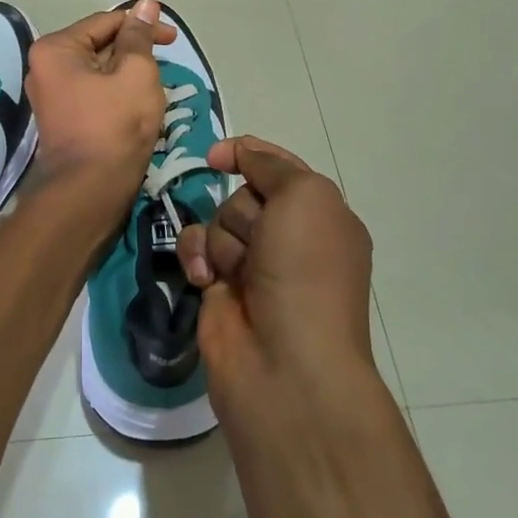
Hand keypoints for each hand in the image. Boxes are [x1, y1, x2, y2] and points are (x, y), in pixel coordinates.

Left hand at [24, 0, 174, 201]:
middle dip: (135, 52)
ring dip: (128, 74)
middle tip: (167, 65)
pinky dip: (117, 93)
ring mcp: (50, 95)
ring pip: (99, 71)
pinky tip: (138, 104)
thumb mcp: (136, 72)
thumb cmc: (115, 125)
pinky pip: (93, 93)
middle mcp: (44, 67)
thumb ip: (140, 36)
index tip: (174, 39)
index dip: (143, 25)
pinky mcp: (62, 119)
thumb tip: (145, 5)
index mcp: (55, 49)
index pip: (106, 22)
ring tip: (156, 87)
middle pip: (99, 45)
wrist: (90, 190)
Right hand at [177, 136, 374, 402]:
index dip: (250, 155)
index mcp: (322, 215)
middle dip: (244, 213)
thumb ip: (271, 165)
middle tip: (261, 244)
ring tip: (238, 274)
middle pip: (243, 193)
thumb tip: (241, 154)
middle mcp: (290, 237)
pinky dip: (197, 258)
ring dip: (223, 240)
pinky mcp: (220, 287)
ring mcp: (254, 264)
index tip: (216, 156)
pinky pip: (196, 249)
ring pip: (217, 220)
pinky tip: (205, 280)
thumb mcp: (305, 197)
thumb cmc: (306, 272)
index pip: (280, 167)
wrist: (286, 363)